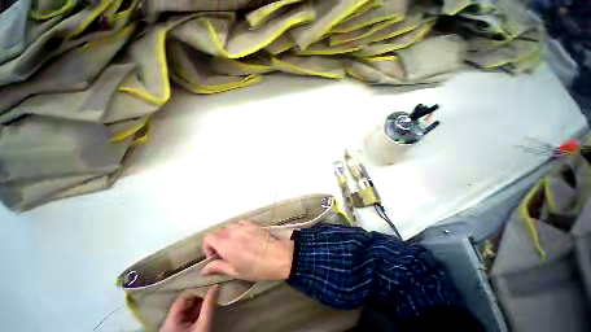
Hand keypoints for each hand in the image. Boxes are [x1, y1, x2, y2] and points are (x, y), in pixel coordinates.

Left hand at [160, 285, 218, 331]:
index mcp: (171, 321)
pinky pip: (187, 315)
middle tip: (211, 290)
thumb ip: (209, 305)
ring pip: (186, 309)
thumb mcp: (204, 325)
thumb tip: (215, 286)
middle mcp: (169, 322)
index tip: (209, 286)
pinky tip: (205, 306)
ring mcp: (173, 326)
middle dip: (198, 296)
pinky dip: (196, 310)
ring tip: (210, 296)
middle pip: (184, 303)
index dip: (195, 290)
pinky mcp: (178, 329)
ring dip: (198, 302)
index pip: (182, 298)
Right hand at [201, 220, 293, 280]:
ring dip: (227, 235)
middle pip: (218, 232)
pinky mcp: (254, 223)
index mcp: (227, 244)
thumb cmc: (256, 267)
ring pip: (229, 227)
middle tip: (224, 253)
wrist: (278, 256)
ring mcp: (245, 225)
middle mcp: (234, 231)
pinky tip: (243, 236)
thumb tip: (203, 270)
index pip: (208, 237)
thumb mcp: (235, 271)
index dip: (207, 247)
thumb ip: (218, 267)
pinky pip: (241, 222)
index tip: (214, 256)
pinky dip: (238, 228)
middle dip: (217, 242)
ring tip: (234, 245)